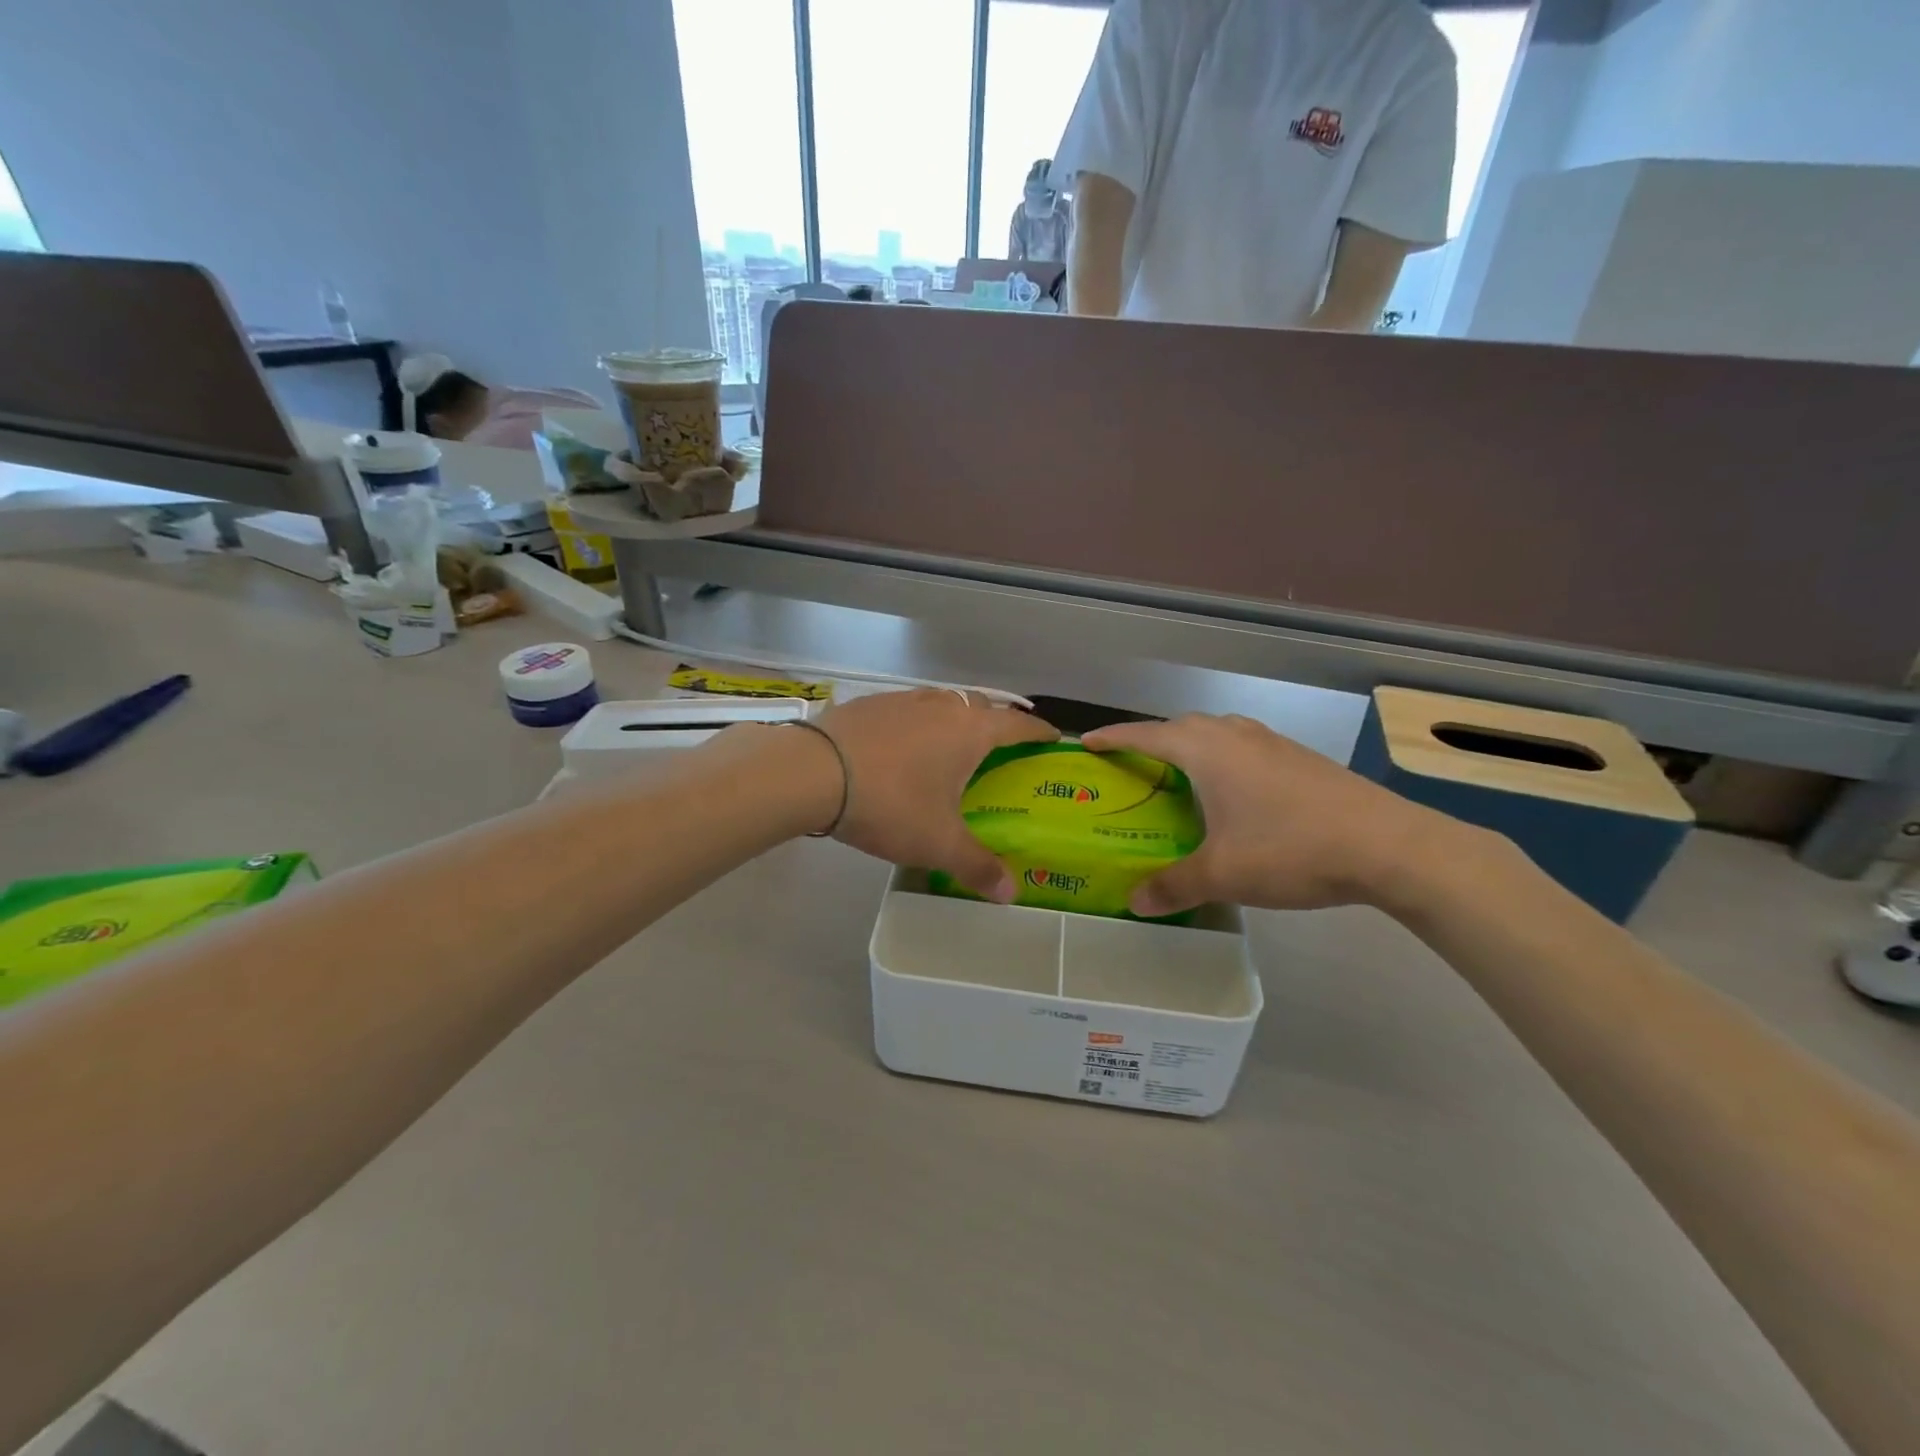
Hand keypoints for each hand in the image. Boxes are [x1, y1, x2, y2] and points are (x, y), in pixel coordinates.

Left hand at [814, 690, 1057, 900]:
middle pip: (982, 706)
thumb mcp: (937, 843)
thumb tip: (1010, 895)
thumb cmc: (890, 803)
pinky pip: (909, 708)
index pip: (1017, 726)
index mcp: (970, 731)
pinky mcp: (870, 704)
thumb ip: (977, 867)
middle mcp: (942, 706)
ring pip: (943, 702)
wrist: (812, 772)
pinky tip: (904, 747)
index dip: (1039, 733)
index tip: (1054, 739)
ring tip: (954, 745)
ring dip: (956, 718)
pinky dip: (919, 723)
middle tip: (1002, 748)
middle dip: (997, 723)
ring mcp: (904, 700)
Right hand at [1081, 714, 1467, 916]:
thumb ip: (1173, 886)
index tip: (1085, 742)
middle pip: (1180, 726)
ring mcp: (1272, 743)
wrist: (1389, 845)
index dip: (1112, 738)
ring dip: (1190, 746)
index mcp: (1206, 750)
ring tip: (1178, 776)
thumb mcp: (1223, 873)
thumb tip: (1134, 904)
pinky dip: (1222, 759)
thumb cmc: (1290, 849)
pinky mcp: (1299, 759)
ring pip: (1216, 733)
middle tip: (1131, 767)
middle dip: (1150, 740)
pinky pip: (1243, 748)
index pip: (1145, 734)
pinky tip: (1232, 794)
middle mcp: (1235, 735)